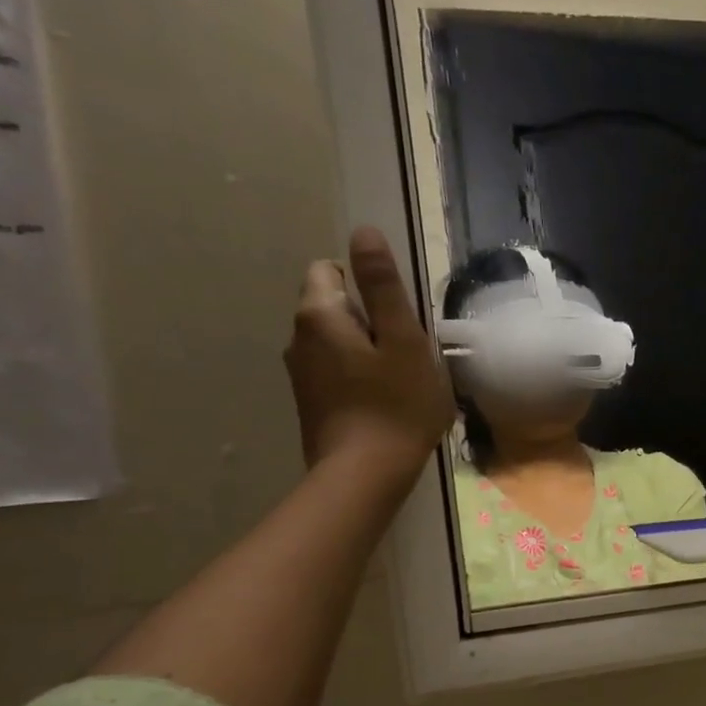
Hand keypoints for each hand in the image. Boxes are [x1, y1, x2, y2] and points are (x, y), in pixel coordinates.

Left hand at [284, 227, 454, 491]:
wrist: (366, 474)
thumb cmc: (396, 404)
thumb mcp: (403, 340)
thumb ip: (383, 285)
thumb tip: (363, 231)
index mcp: (318, 315)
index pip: (330, 269)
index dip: (367, 285)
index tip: (398, 318)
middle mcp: (298, 337)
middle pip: (333, 305)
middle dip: (369, 318)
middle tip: (407, 352)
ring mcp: (300, 373)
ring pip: (335, 340)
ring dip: (365, 349)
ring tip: (399, 379)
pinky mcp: (310, 402)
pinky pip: (335, 370)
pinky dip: (358, 375)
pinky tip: (384, 401)